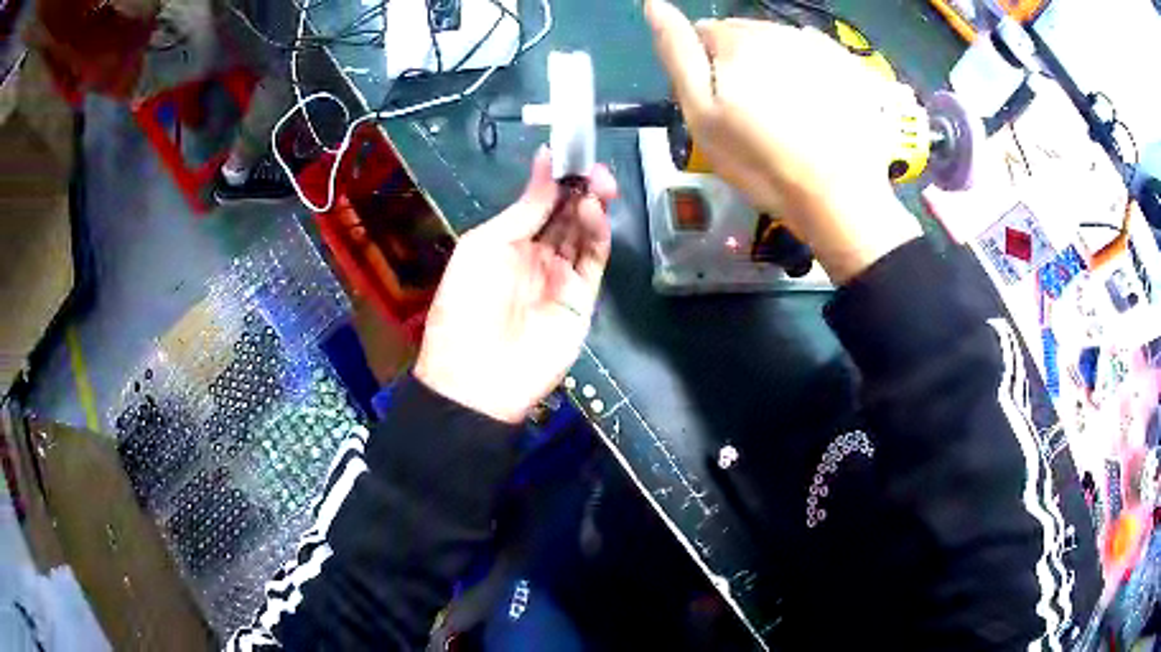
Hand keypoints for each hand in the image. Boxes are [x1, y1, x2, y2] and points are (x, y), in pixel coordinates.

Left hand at [415, 147, 618, 423]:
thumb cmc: (467, 303)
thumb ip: (524, 207)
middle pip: (566, 216)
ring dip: (593, 207)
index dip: (556, 180)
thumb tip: (545, 160)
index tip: (571, 155)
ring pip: (583, 235)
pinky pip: (593, 261)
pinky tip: (595, 213)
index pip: (539, 204)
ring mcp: (560, 278)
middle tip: (596, 168)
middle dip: (581, 189)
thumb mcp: (485, 245)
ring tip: (601, 184)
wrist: (478, 375)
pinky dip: (598, 235)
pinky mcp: (582, 299)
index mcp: (506, 242)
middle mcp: (536, 256)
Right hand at [645, 0, 921, 283]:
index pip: (703, 33)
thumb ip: (677, 54)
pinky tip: (818, 107)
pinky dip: (811, 73)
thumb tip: (654, 5)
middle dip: (741, 63)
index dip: (705, 67)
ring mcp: (819, 46)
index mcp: (737, 40)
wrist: (840, 197)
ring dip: (777, 67)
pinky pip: (816, 56)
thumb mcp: (702, 113)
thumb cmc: (761, 161)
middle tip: (754, 113)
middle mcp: (778, 30)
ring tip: (789, 114)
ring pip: (781, 45)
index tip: (720, 105)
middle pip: (744, 35)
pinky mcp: (850, 66)